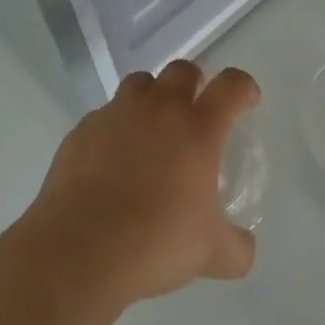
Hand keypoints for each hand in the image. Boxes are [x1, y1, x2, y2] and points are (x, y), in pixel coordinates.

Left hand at [23, 61, 259, 305]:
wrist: (78, 251)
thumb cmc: (155, 242)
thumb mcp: (210, 254)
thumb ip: (236, 248)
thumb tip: (245, 248)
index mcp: (198, 128)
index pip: (231, 86)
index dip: (243, 87)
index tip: (247, 101)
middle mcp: (160, 109)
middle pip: (182, 70)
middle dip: (193, 84)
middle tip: (194, 112)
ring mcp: (117, 115)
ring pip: (140, 83)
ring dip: (151, 97)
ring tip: (151, 129)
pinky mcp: (82, 131)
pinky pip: (104, 116)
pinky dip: (114, 128)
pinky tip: (111, 160)